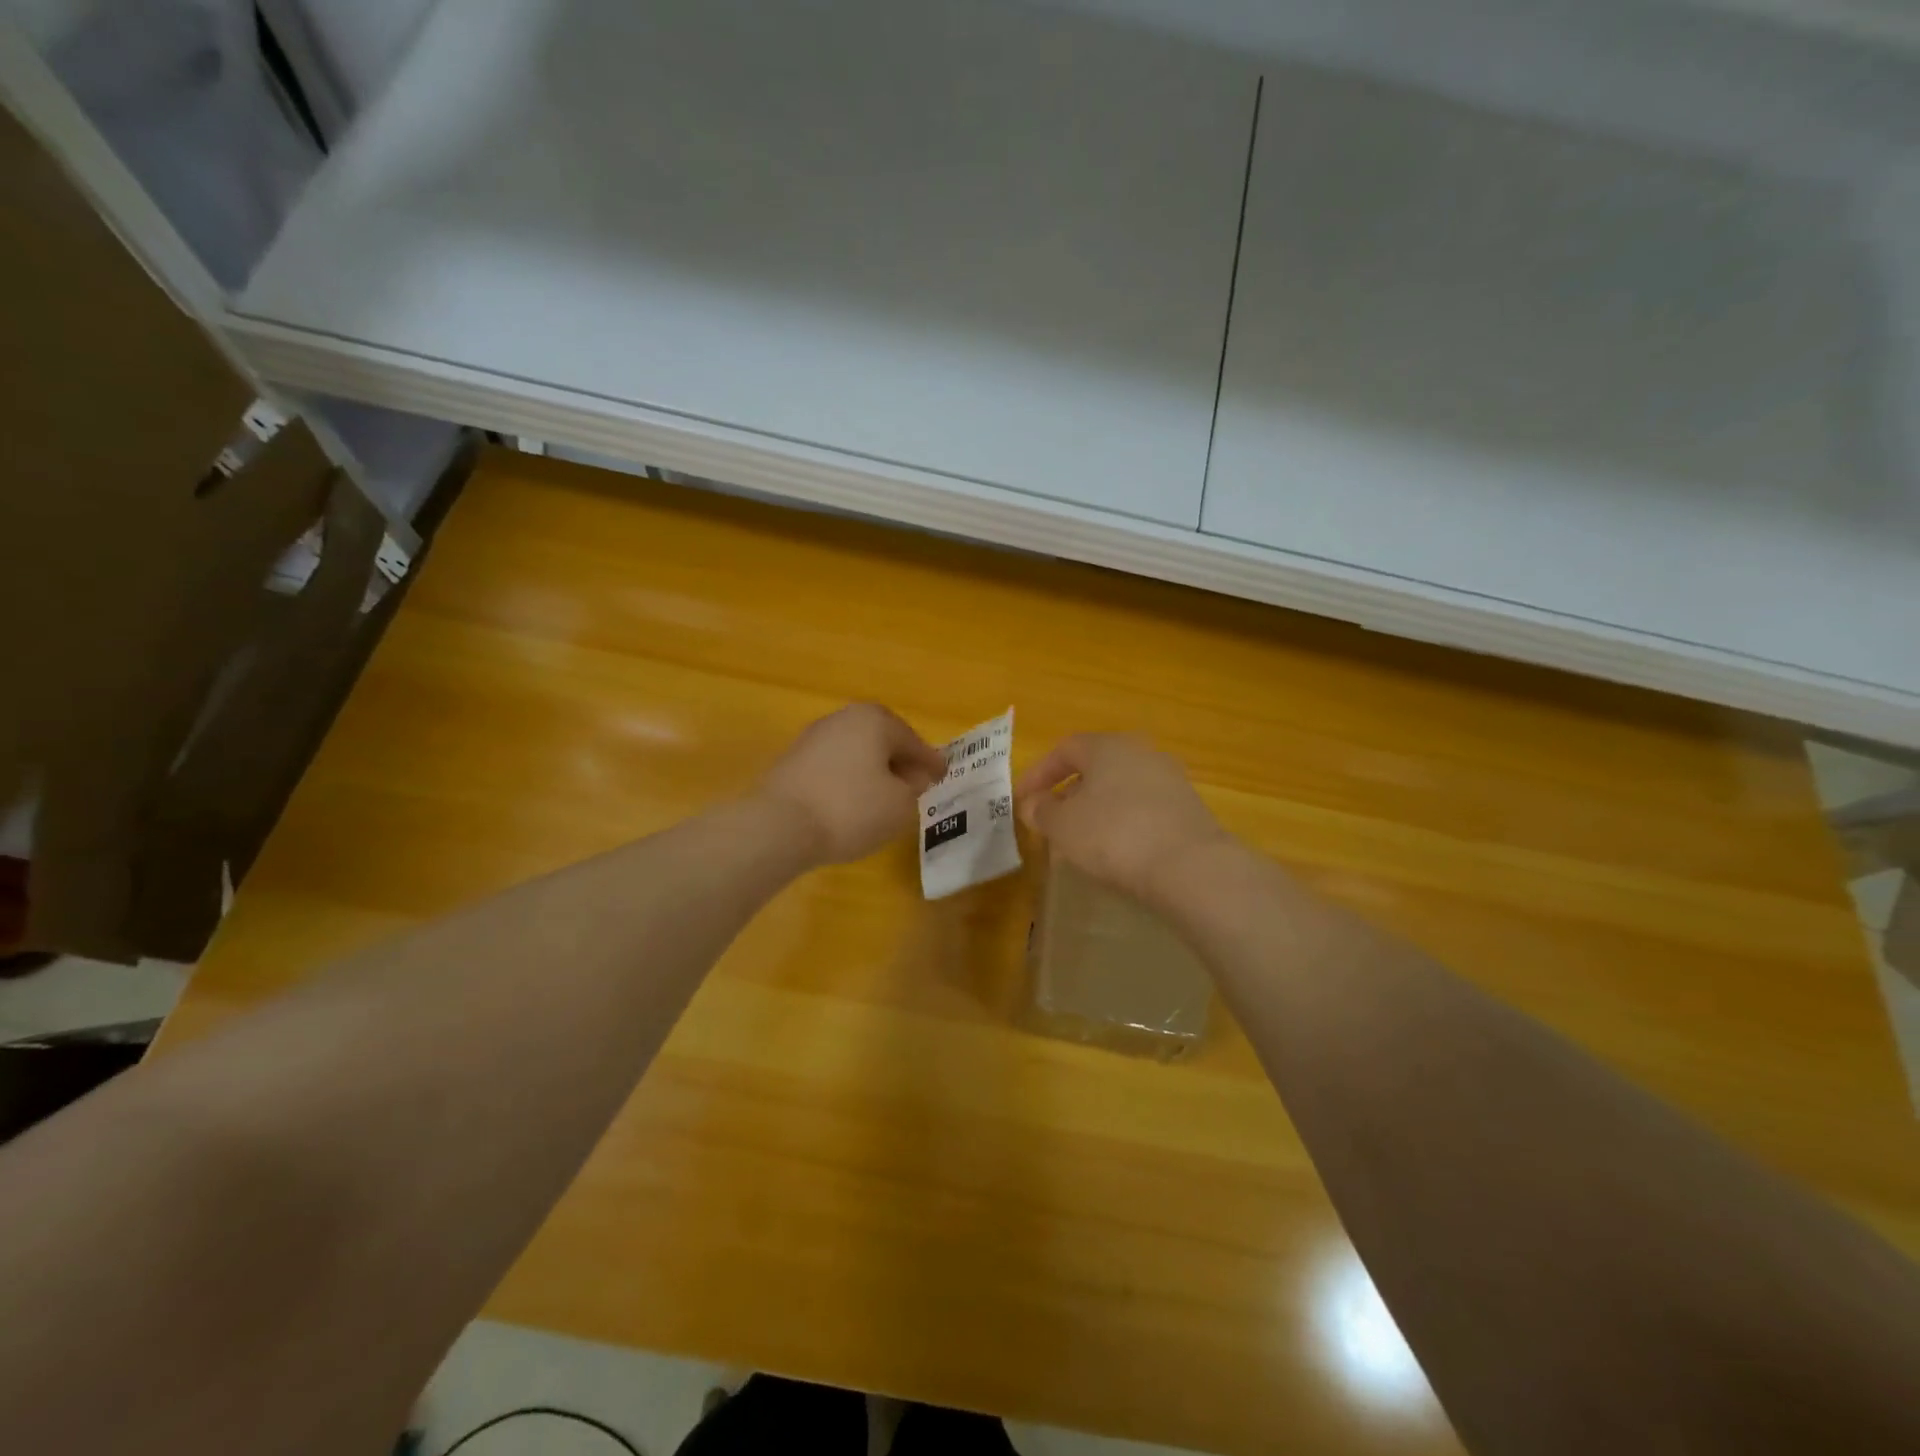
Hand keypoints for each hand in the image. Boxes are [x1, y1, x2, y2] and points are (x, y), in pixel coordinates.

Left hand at [757, 703, 948, 864]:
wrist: (779, 826)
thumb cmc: (851, 809)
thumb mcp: (900, 804)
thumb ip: (914, 786)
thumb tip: (911, 777)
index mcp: (874, 720)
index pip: (912, 741)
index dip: (930, 761)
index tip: (943, 775)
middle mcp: (843, 718)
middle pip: (882, 739)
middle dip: (900, 760)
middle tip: (916, 783)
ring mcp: (813, 737)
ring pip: (856, 751)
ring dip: (873, 769)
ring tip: (885, 795)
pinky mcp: (792, 761)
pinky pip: (834, 766)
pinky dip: (849, 779)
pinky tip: (854, 801)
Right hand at [1015, 733, 1234, 905]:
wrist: (1190, 866)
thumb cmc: (1113, 835)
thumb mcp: (1062, 826)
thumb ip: (1041, 811)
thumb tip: (1034, 804)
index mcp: (1107, 745)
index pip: (1064, 749)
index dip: (1038, 774)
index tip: (1022, 801)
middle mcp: (1141, 752)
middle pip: (1095, 766)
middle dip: (1068, 792)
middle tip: (1050, 819)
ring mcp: (1170, 779)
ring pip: (1120, 787)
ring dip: (1096, 808)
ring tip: (1080, 839)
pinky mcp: (1188, 808)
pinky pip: (1142, 808)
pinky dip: (1122, 822)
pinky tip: (1116, 850)